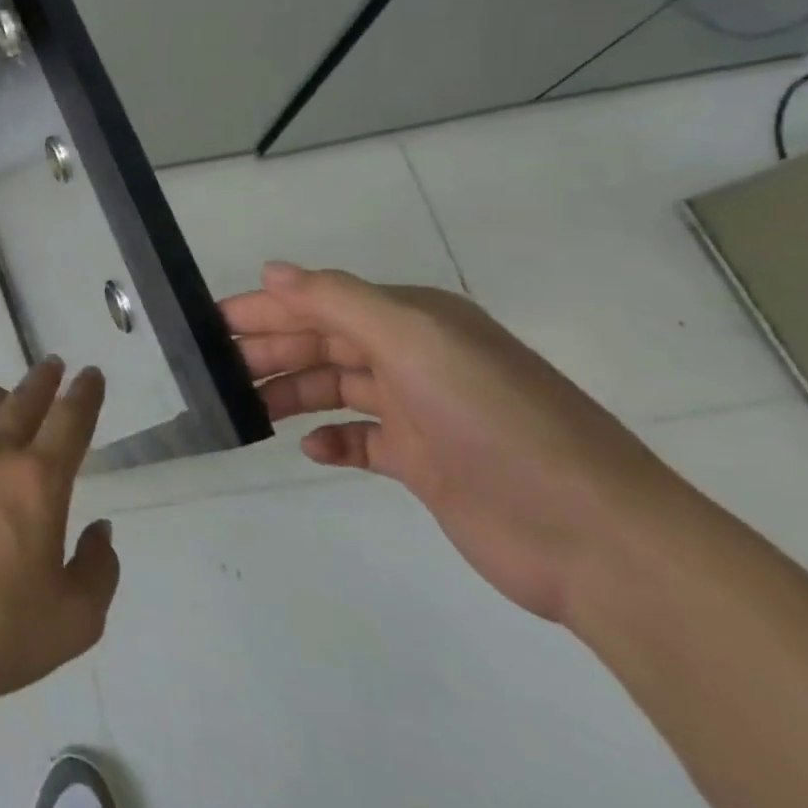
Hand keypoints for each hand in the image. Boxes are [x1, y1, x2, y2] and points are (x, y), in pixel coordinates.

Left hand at [0, 359, 119, 713]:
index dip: (85, 393)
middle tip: (54, 367)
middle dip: (44, 378)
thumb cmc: (1, 632)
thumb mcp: (76, 619)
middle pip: (23, 398)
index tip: (90, 375)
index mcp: (38, 482)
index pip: (70, 421)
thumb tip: (100, 529)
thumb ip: (99, 568)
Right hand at [225, 262, 678, 622]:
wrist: (596, 537)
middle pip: (321, 343)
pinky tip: (310, 449)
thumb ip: (337, 299)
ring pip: (334, 389)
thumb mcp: (413, 340)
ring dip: (290, 392)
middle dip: (268, 351)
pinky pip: (360, 441)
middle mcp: (414, 357)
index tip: (210, 325)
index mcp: (412, 320)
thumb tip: (271, 270)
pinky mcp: (425, 464)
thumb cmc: (495, 420)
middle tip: (213, 371)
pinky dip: (331, 440)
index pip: (319, 302)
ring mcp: (421, 412)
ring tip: (245, 409)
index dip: (263, 309)